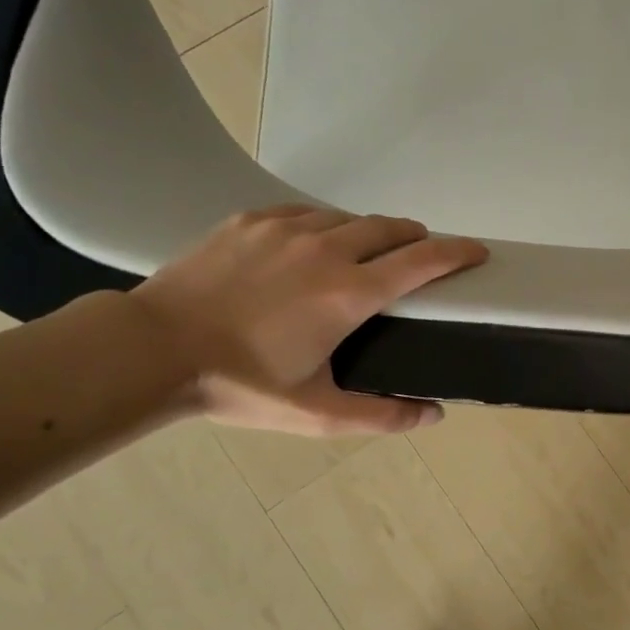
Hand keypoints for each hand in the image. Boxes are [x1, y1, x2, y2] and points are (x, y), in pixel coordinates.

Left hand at [131, 206, 487, 435]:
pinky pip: (303, 213)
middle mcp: (327, 249)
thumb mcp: (316, 413)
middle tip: (422, 254)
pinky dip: (323, 226)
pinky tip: (312, 244)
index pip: (423, 260)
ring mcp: (286, 229)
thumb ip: (381, 415)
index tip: (477, 252)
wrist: (152, 350)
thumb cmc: (241, 384)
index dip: (458, 253)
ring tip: (366, 254)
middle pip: (391, 228)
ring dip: (369, 233)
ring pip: (347, 218)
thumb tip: (433, 415)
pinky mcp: (250, 221)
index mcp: (351, 293)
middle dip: (417, 238)